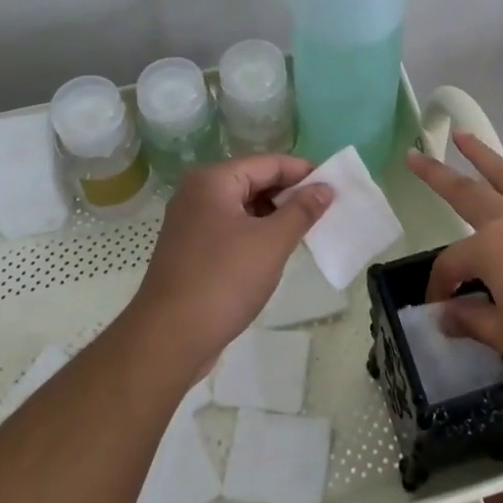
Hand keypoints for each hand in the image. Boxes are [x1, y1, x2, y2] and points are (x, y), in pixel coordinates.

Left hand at [123, 154, 333, 379]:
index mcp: (213, 180)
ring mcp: (190, 222)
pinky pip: (230, 227)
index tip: (334, 185)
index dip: (303, 171)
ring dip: (273, 215)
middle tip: (325, 209)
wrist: (168, 339)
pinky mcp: (190, 249)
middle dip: (289, 193)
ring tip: (306, 229)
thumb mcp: (271, 243)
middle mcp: (197, 193)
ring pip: (242, 206)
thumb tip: (325, 188)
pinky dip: (255, 233)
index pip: (267, 163)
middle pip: (253, 180)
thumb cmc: (223, 281)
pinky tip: (276, 250)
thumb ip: (301, 211)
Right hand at [406, 132, 502, 399]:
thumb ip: (473, 321)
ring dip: (485, 156)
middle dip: (438, 174)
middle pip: (468, 193)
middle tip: (415, 155)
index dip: (441, 286)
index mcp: (491, 250)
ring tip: (464, 136)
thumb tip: (446, 315)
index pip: (453, 263)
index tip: (441, 311)